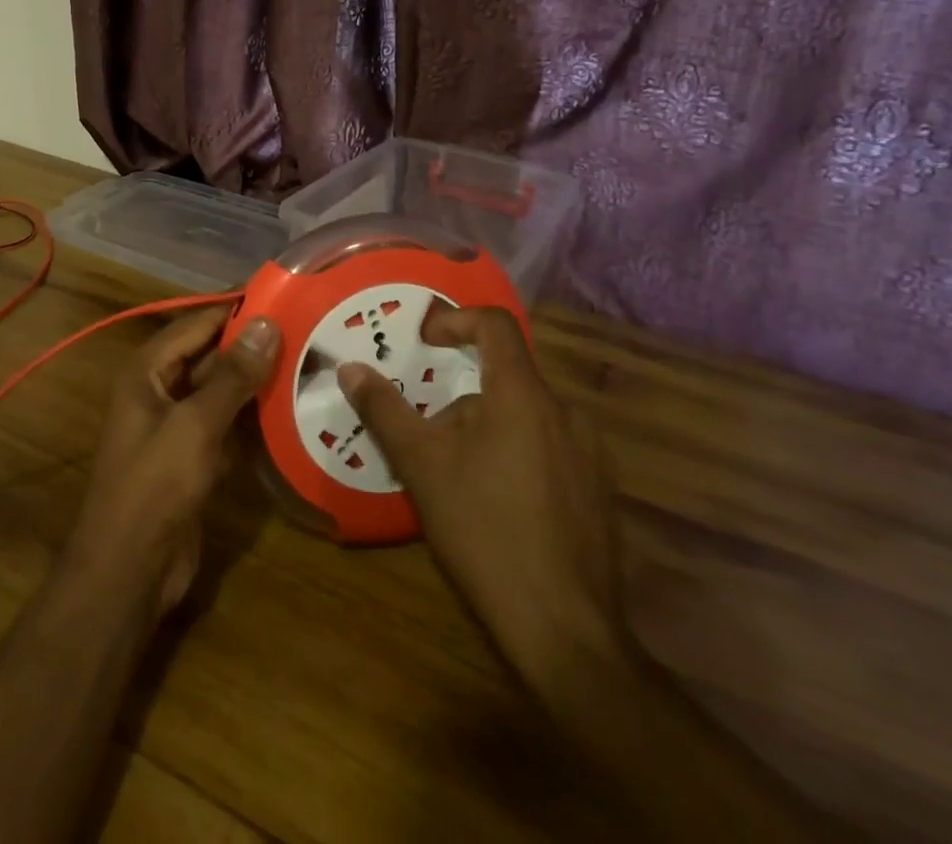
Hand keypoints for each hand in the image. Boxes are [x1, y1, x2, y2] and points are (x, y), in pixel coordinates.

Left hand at [62, 309, 278, 616]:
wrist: (129, 571)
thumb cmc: (155, 486)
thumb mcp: (196, 424)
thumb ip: (233, 375)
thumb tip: (267, 323)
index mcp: (147, 370)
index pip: (196, 322)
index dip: (235, 307)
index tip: (283, 293)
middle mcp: (160, 390)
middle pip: (210, 354)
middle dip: (252, 344)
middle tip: (306, 328)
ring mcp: (177, 425)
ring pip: (221, 390)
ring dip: (256, 380)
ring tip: (307, 361)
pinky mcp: (194, 457)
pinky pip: (227, 423)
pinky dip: (253, 416)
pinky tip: (291, 408)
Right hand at [338, 304, 623, 686]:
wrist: (566, 632)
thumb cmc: (485, 532)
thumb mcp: (422, 466)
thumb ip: (385, 410)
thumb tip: (350, 369)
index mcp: (524, 395)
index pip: (495, 325)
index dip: (456, 320)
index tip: (424, 342)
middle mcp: (566, 412)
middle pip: (505, 378)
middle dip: (461, 397)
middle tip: (428, 435)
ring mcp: (591, 454)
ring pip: (527, 417)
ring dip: (488, 429)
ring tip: (457, 476)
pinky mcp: (601, 492)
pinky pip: (551, 449)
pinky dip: (518, 455)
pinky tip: (498, 506)